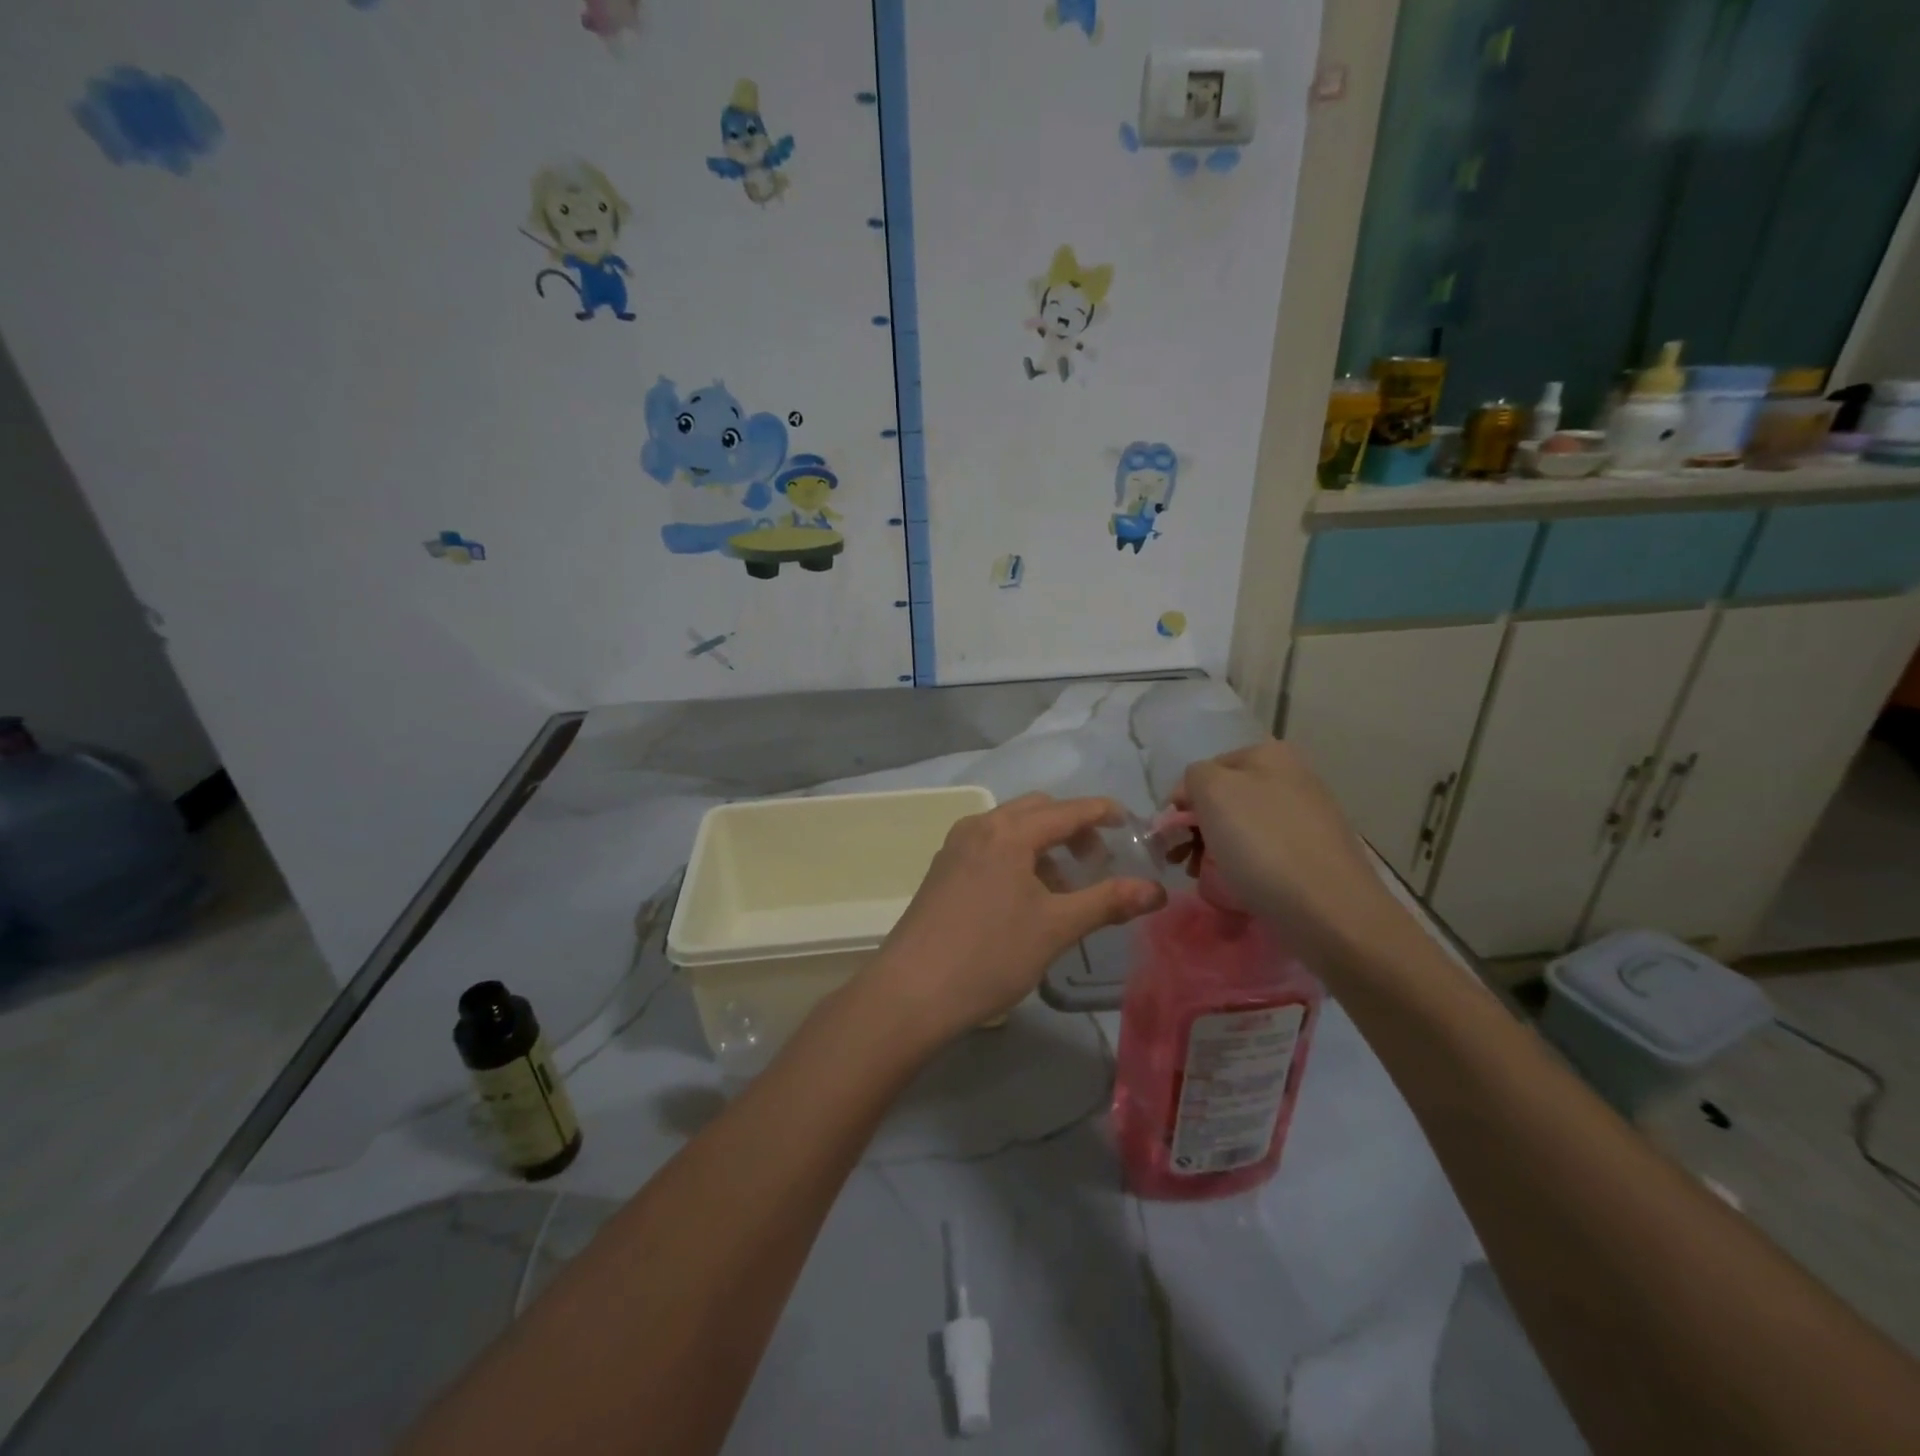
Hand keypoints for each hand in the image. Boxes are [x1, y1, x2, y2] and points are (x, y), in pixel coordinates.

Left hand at [860, 794, 1165, 1045]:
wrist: (912, 991)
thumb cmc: (990, 954)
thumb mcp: (1056, 927)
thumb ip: (1108, 902)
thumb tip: (1157, 891)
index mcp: (1008, 832)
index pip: (1067, 810)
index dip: (1102, 812)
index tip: (1129, 823)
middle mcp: (979, 827)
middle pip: (1036, 811)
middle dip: (1071, 828)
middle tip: (1096, 862)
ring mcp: (955, 848)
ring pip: (1010, 829)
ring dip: (1043, 845)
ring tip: (1063, 888)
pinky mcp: (942, 871)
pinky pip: (989, 847)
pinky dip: (1016, 857)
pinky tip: (1024, 897)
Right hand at [1176, 740, 1405, 973]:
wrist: (1330, 912)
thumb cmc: (1263, 844)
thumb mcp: (1212, 791)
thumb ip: (1194, 777)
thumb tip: (1196, 795)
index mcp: (1271, 755)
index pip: (1205, 771)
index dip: (1183, 802)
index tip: (1172, 837)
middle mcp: (1294, 778)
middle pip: (1226, 800)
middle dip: (1199, 830)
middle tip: (1185, 863)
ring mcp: (1310, 818)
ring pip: (1244, 829)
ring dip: (1218, 852)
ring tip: (1208, 880)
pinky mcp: (1317, 856)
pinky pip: (1267, 855)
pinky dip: (1247, 869)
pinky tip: (1241, 888)